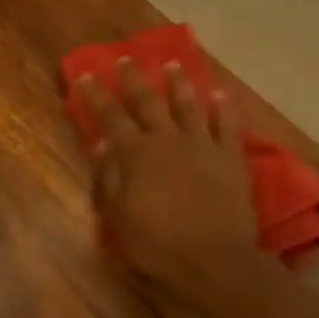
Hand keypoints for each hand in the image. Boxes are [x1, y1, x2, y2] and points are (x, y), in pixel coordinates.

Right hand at [78, 60, 269, 306]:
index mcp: (136, 154)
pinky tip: (221, 94)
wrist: (214, 259)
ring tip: (173, 64)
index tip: (87, 75)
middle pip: (149, 102)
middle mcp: (168, 140)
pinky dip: (225, 108)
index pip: (111, 117)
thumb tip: (102, 145)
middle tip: (126, 58)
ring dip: (179, 83)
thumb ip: (108, 179)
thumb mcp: (118, 217)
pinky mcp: (231, 158)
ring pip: (189, 105)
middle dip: (134, 78)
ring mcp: (203, 146)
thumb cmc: (158, 243)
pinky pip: (229, 126)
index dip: (96, 96)